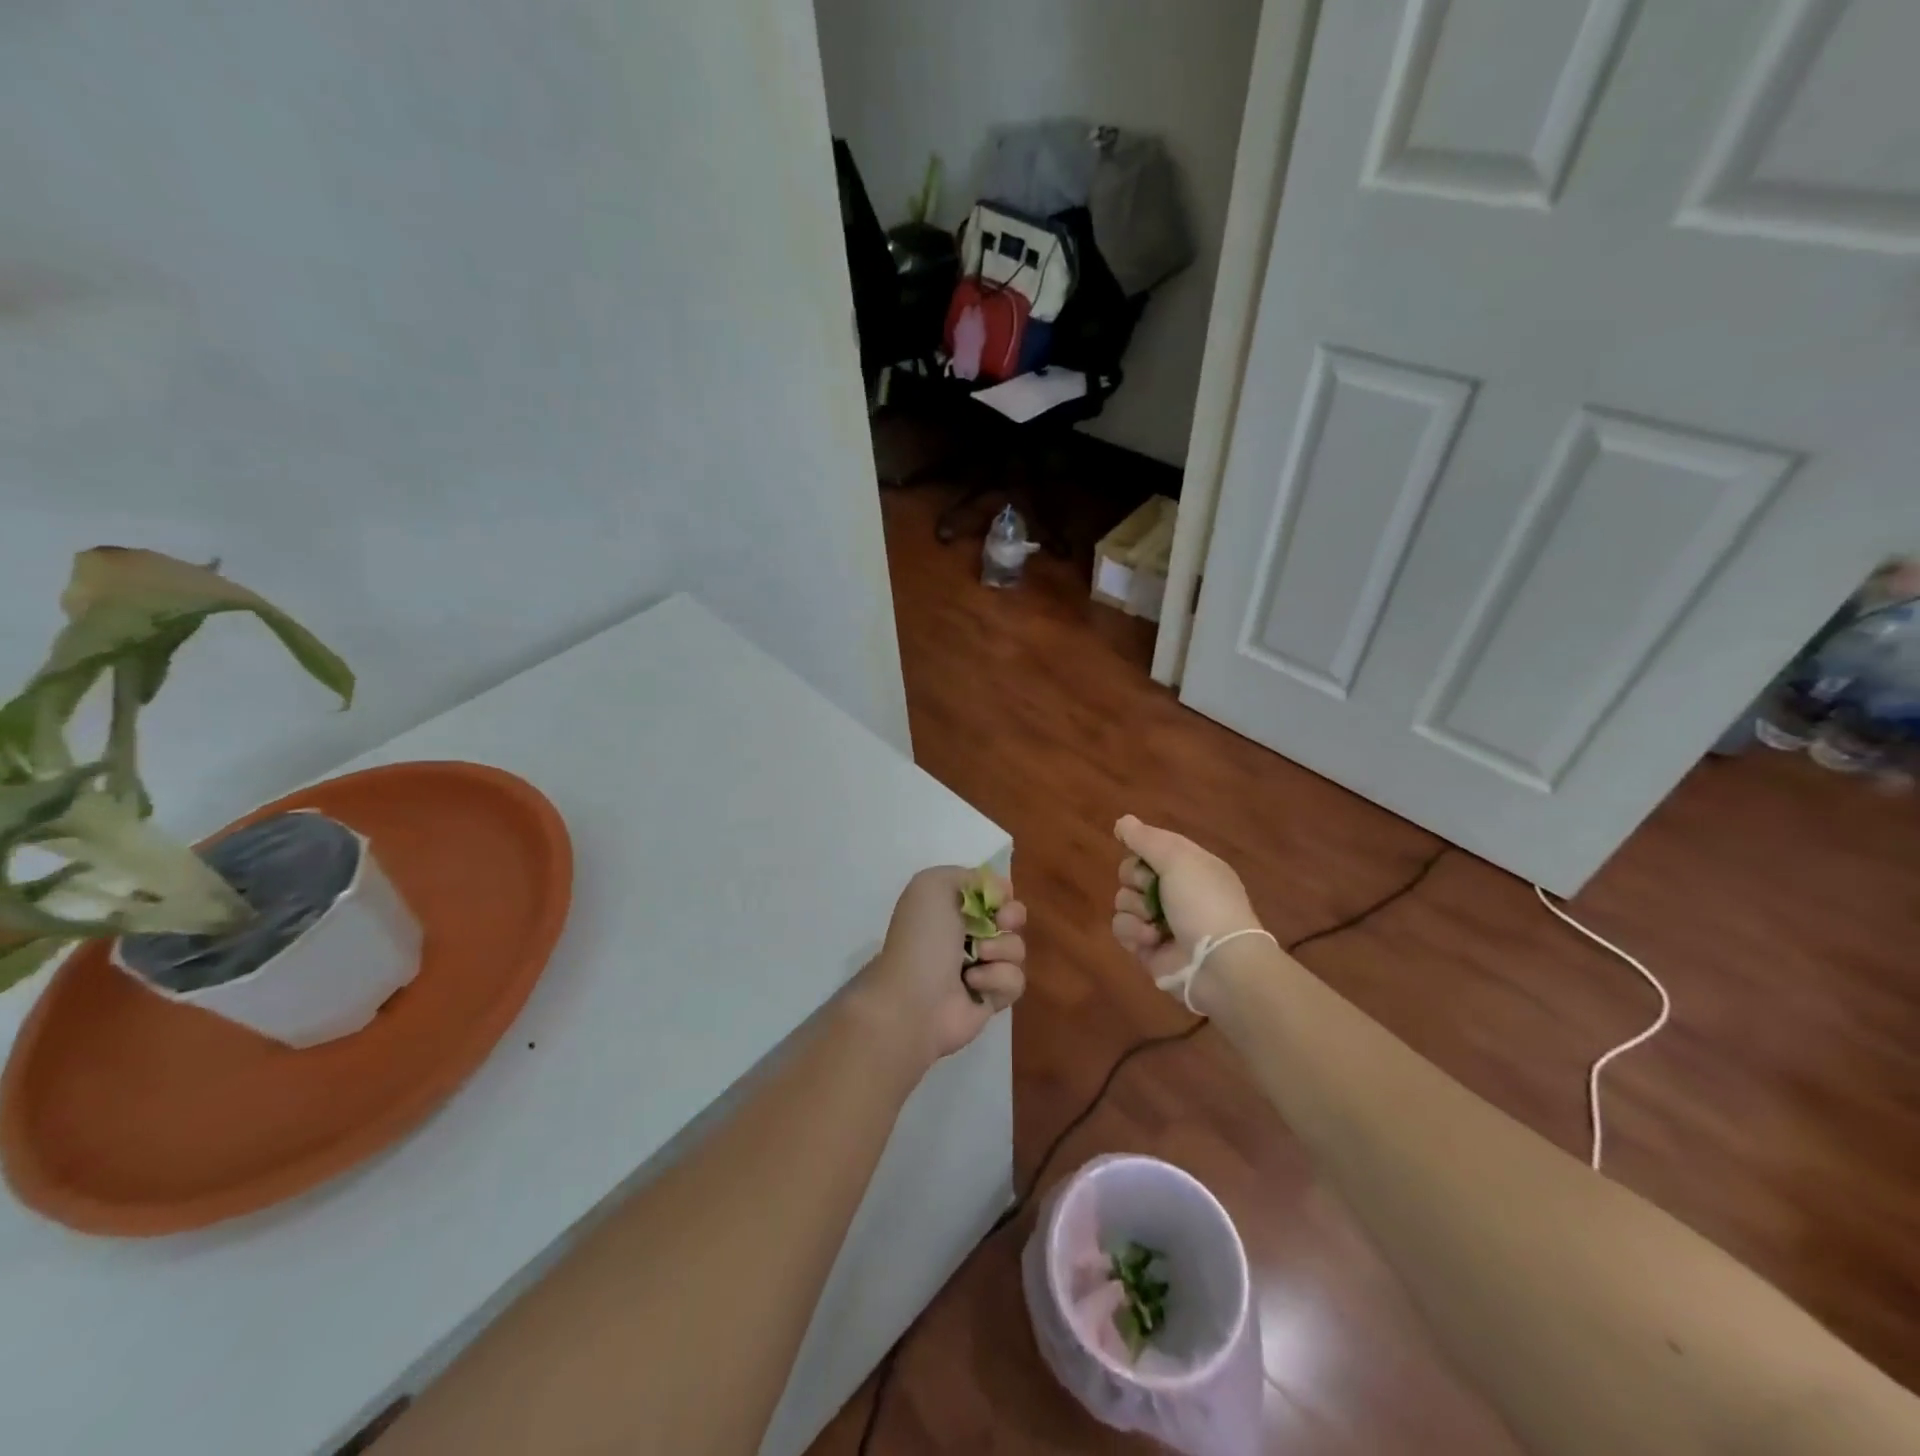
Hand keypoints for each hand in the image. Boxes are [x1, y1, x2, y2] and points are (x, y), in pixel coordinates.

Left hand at [851, 866, 1026, 1070]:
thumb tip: (998, 889)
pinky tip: (973, 985)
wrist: (913, 998)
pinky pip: (1015, 981)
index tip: (998, 899)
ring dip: (1000, 951)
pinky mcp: (992, 998)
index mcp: (951, 907)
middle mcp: (968, 935)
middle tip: (999, 923)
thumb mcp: (933, 885)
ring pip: (1017, 949)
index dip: (1001, 894)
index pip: (993, 893)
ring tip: (975, 959)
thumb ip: (967, 876)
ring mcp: (982, 968)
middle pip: (1012, 918)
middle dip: (1011, 917)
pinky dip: (997, 980)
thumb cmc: (922, 938)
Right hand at [1110, 815, 1261, 983]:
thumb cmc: (1203, 903)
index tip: (1136, 851)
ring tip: (1153, 922)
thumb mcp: (1178, 860)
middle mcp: (1175, 891)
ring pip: (1124, 900)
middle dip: (1134, 879)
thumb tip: (1122, 821)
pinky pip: (1122, 928)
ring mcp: (1161, 921)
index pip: (1153, 847)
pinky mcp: (1147, 948)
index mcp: (1190, 867)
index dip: (1141, 848)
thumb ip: (1146, 839)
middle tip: (1150, 888)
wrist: (1219, 964)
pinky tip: (1150, 940)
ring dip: (1134, 908)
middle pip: (1132, 872)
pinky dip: (1133, 932)